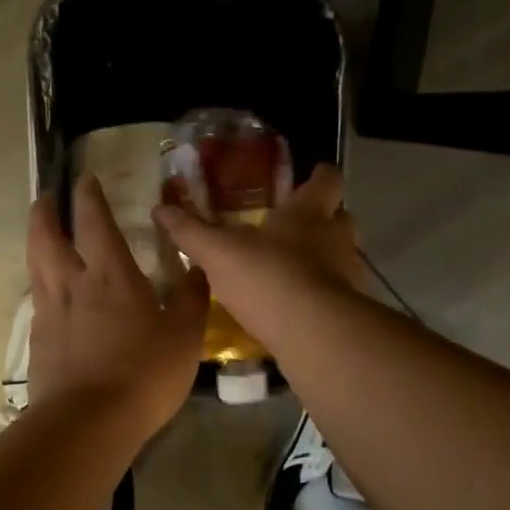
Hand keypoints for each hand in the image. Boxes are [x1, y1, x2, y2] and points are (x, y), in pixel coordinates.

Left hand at [28, 173, 210, 434]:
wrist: (88, 422)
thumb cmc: (144, 373)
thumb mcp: (185, 336)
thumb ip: (192, 298)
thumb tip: (199, 268)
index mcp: (110, 274)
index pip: (93, 221)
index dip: (88, 196)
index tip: (84, 179)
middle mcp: (72, 283)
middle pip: (46, 235)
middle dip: (45, 211)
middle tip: (47, 197)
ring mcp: (49, 312)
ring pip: (35, 265)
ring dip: (37, 242)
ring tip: (43, 236)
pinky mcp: (38, 341)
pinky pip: (37, 300)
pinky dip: (41, 285)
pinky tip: (51, 296)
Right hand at [152, 165, 363, 339]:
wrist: (314, 334)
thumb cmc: (268, 276)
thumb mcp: (218, 252)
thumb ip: (191, 231)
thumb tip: (160, 208)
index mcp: (309, 211)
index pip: (327, 179)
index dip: (319, 175)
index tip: (309, 177)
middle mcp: (337, 236)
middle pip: (339, 217)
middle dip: (320, 220)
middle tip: (291, 227)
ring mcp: (349, 274)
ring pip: (339, 256)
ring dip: (320, 260)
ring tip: (288, 270)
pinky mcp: (348, 309)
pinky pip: (334, 293)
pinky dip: (317, 295)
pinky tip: (292, 307)